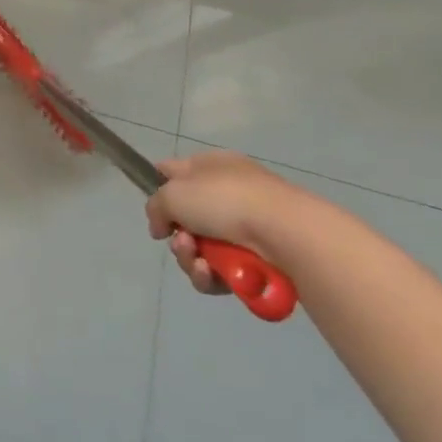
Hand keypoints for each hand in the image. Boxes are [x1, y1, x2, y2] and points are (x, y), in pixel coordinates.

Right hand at [146, 150, 311, 295]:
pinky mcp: (258, 260)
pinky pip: (221, 271)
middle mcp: (228, 193)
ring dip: (190, 258)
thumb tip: (161, 227)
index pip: (174, 171)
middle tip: (182, 242)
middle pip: (186, 219)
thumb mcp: (173, 194)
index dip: (159, 189)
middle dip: (178, 236)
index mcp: (211, 166)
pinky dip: (211, 275)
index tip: (155, 211)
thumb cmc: (226, 200)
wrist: (286, 233)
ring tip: (199, 261)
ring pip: (201, 249)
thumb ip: (155, 207)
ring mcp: (246, 227)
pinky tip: (211, 274)